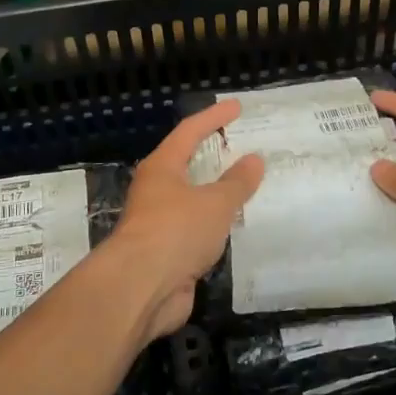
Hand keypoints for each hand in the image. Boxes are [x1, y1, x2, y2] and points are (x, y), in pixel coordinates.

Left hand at [107, 101, 263, 339]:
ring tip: (245, 188)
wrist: (141, 288)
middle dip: (211, 155)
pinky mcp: (166, 254)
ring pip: (191, 201)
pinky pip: (196, 231)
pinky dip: (214, 227)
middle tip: (240, 146)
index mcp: (161, 168)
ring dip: (214, 194)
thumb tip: (254, 159)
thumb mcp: (215, 203)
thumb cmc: (176, 231)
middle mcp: (155, 192)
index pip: (189, 132)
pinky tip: (233, 229)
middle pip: (185, 165)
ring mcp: (158, 224)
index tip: (237, 106)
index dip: (214, 117)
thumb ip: (237, 182)